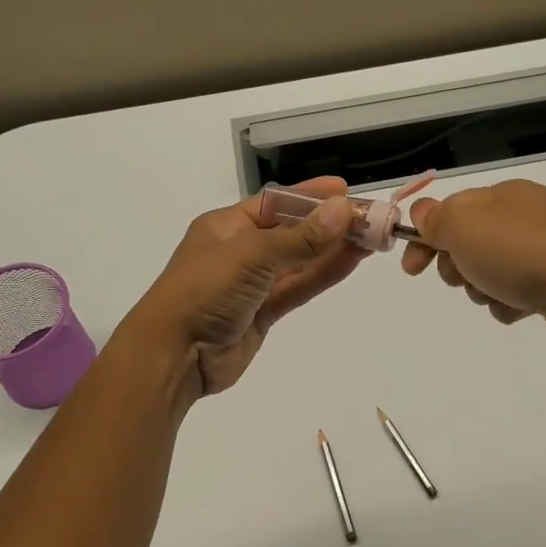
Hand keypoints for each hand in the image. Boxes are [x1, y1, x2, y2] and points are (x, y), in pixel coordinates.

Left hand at [125, 177, 363, 403]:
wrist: (173, 356)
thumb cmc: (204, 291)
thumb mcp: (251, 256)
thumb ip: (300, 238)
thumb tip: (342, 210)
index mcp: (226, 226)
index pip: (275, 203)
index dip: (309, 196)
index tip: (344, 190)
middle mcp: (240, 250)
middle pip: (292, 231)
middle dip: (329, 224)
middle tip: (371, 218)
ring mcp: (252, 283)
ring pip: (299, 261)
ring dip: (332, 249)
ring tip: (372, 238)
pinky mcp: (263, 313)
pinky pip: (298, 287)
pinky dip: (323, 275)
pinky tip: (351, 261)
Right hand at [400, 180, 545, 360]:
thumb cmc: (520, 252)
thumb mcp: (463, 224)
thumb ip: (435, 217)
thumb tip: (424, 213)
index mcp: (505, 196)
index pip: (451, 210)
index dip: (425, 237)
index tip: (412, 268)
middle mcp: (527, 218)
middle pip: (470, 243)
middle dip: (457, 265)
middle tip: (464, 275)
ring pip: (490, 273)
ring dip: (482, 288)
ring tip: (498, 294)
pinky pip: (517, 295)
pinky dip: (510, 305)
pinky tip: (520, 309)